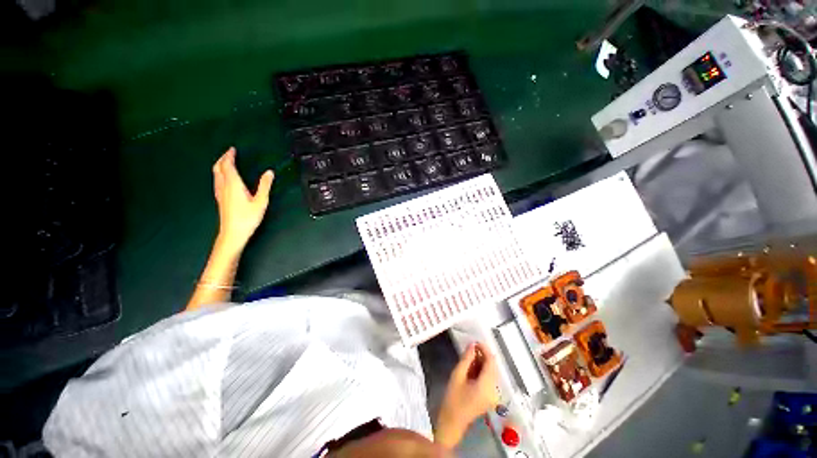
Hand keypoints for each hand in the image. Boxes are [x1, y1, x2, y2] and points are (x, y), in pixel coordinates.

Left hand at [212, 147, 273, 252]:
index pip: (227, 165)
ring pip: (216, 174)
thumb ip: (265, 186)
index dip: (229, 156)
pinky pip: (217, 181)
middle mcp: (224, 186)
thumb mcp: (261, 201)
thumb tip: (269, 172)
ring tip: (226, 162)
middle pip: (218, 168)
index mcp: (233, 184)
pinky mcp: (220, 199)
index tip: (232, 149)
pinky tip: (225, 179)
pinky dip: (220, 174)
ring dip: (220, 166)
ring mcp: (220, 193)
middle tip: (229, 153)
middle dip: (222, 159)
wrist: (232, 233)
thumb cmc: (247, 218)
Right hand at [435, 342, 498, 448]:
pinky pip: (489, 378)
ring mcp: (493, 395)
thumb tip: (472, 345)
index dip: (485, 349)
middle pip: (493, 367)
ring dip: (482, 362)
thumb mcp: (457, 375)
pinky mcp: (490, 397)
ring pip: (492, 372)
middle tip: (471, 347)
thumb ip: (466, 359)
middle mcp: (494, 390)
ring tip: (469, 356)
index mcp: (487, 385)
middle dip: (483, 355)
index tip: (476, 341)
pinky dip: (482, 370)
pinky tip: (472, 367)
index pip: (491, 362)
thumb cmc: (453, 399)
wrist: (452, 422)